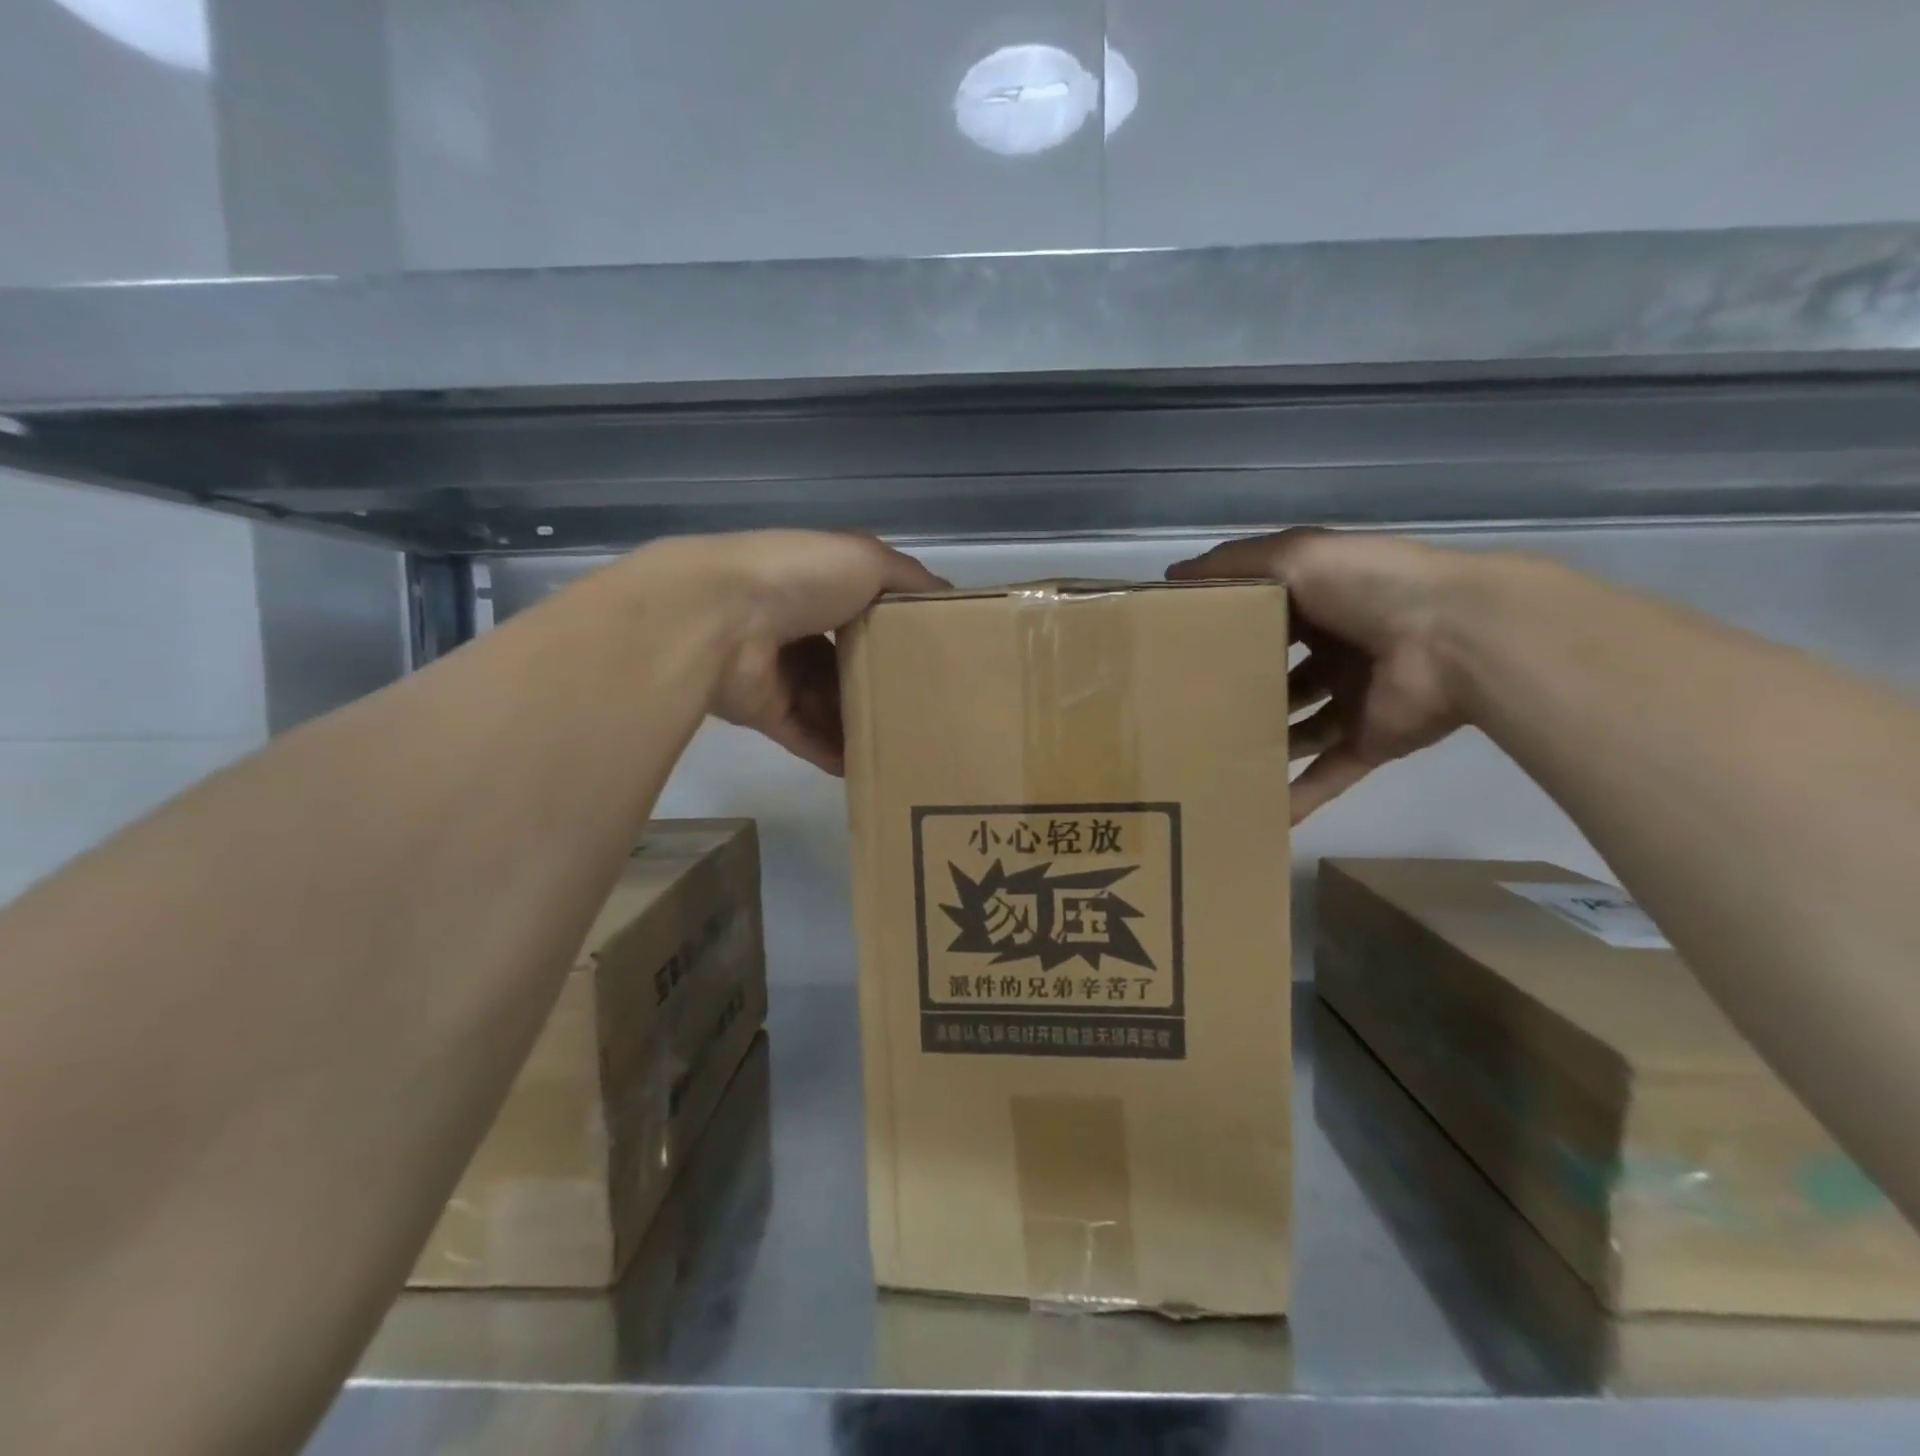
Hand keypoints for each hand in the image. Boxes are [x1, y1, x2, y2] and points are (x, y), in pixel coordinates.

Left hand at [639, 531, 945, 773]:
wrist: (721, 615)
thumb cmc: (801, 578)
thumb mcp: (868, 560)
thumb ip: (910, 579)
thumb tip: (951, 597)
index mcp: (819, 587)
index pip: (864, 614)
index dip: (896, 635)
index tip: (934, 660)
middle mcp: (797, 628)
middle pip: (847, 665)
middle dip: (880, 685)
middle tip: (924, 711)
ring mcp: (778, 672)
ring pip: (827, 705)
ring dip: (859, 724)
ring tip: (905, 747)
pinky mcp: (764, 711)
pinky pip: (805, 737)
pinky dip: (832, 752)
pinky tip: (867, 767)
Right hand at [1168, 530, 1473, 821]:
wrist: (1457, 636)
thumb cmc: (1367, 587)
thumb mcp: (1292, 556)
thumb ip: (1233, 565)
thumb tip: (1169, 577)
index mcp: (1321, 605)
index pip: (1263, 620)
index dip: (1224, 634)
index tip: (1178, 653)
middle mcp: (1336, 652)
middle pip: (1278, 678)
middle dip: (1239, 694)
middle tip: (1184, 715)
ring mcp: (1353, 699)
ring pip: (1297, 730)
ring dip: (1262, 746)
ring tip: (1207, 762)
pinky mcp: (1370, 741)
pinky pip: (1327, 775)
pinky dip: (1297, 797)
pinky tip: (1258, 815)